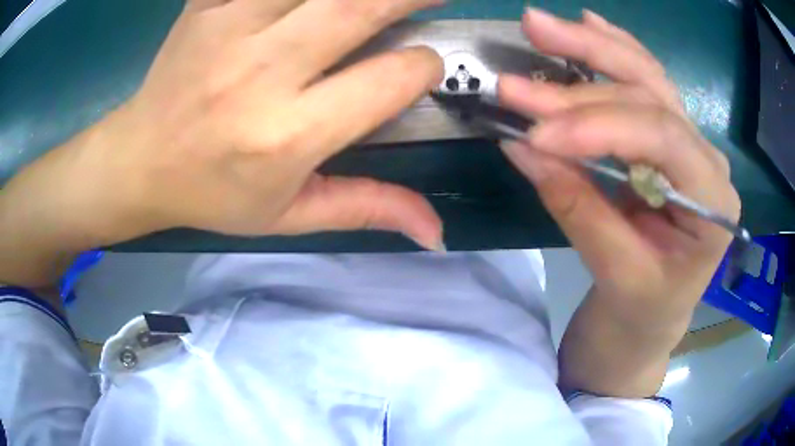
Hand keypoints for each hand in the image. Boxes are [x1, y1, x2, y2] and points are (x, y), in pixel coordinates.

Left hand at [23, 0, 445, 249]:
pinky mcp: (206, 5)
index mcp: (287, 135)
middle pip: (360, 6)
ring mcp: (229, 27)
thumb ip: (367, 208)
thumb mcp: (289, 216)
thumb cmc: (212, 194)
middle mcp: (261, 72)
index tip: (424, 66)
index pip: (387, 80)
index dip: (422, 67)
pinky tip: (303, 1)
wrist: (140, 161)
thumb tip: (437, 231)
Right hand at [499, 9, 739, 328]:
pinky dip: (613, 49)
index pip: (660, 138)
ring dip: (590, 47)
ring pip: (645, 76)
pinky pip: (644, 81)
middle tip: (518, 75)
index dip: (597, 127)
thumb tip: (522, 148)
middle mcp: (707, 157)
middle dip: (580, 80)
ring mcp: (690, 140)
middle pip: (649, 94)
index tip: (536, 134)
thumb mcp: (617, 272)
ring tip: (539, 26)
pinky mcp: (667, 136)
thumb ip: (577, 207)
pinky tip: (589, 22)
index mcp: (713, 200)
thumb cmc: (645, 305)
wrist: (656, 313)